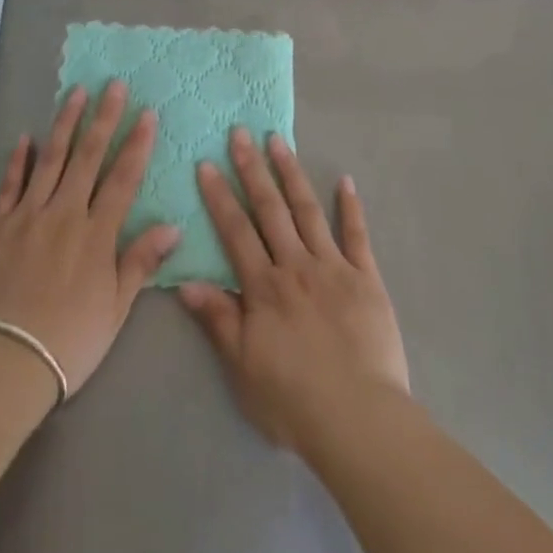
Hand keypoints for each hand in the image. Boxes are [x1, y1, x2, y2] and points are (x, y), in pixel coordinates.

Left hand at [0, 82, 179, 397]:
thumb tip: (174, 226)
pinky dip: (19, 160)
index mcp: (96, 234)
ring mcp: (28, 216)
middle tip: (113, 85)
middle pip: (88, 157)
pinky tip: (26, 137)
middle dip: (103, 118)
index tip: (147, 113)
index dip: (137, 144)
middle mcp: (64, 214)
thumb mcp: (115, 308)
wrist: (3, 365)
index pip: (123, 178)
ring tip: (76, 93)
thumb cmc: (69, 342)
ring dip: (65, 124)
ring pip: (50, 160)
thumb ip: (140, 262)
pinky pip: (10, 185)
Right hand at [179, 128, 409, 451]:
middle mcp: (296, 266)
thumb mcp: (242, 368)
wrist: (359, 419)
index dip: (219, 196)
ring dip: (292, 174)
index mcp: (265, 287)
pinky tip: (345, 181)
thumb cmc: (294, 401)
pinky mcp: (367, 278)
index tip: (206, 163)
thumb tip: (185, 281)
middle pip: (270, 209)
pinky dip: (351, 207)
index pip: (236, 231)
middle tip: (241, 133)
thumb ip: (218, 320)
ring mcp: (334, 267)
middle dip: (253, 169)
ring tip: (279, 142)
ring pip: (308, 211)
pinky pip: (357, 235)